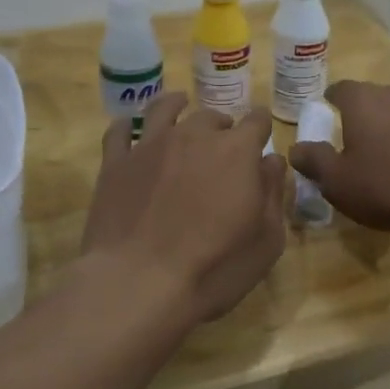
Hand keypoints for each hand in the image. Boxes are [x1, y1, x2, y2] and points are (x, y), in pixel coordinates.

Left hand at [82, 94, 286, 322]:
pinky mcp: (115, 163)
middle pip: (212, 117)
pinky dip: (127, 125)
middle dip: (222, 127)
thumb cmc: (214, 267)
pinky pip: (120, 131)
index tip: (261, 136)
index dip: (261, 127)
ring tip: (179, 105)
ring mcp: (150, 145)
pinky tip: (129, 127)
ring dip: (176, 105)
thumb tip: (272, 161)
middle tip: (222, 146)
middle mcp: (194, 136)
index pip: (257, 121)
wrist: (138, 283)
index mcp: (236, 151)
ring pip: (164, 109)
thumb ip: (274, 193)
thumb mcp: (266, 240)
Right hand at [287, 81, 389, 234]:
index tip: (326, 113)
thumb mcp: (339, 182)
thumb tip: (296, 148)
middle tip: (356, 143)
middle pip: (373, 99)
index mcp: (363, 101)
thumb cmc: (388, 184)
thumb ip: (315, 162)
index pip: (340, 89)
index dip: (330, 101)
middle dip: (363, 117)